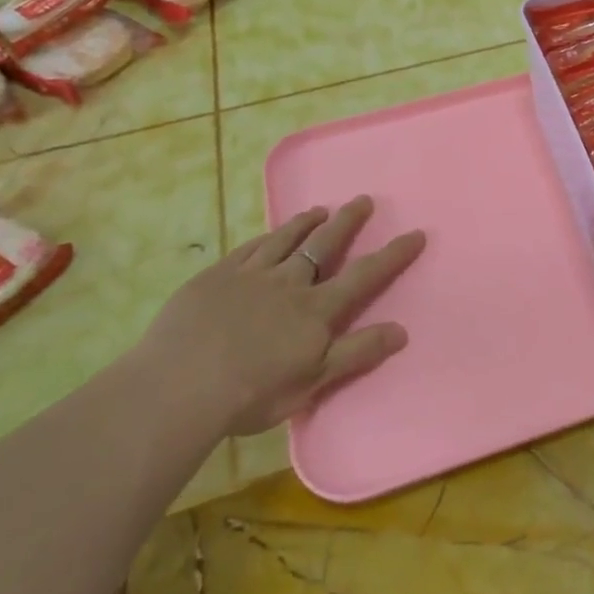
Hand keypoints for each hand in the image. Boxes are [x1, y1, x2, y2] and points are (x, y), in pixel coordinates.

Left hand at [140, 197, 424, 437]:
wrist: (179, 386)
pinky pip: (249, 248)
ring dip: (306, 223)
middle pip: (324, 245)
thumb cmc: (251, 393)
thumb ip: (356, 353)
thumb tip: (402, 330)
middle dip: (347, 222)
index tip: (415, 233)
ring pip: (285, 239)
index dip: (392, 255)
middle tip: (363, 200)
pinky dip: (266, 236)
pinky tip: (269, 234)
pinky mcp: (216, 277)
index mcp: (315, 310)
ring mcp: (250, 275)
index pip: (364, 275)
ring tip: (319, 209)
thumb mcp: (313, 382)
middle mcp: (289, 283)